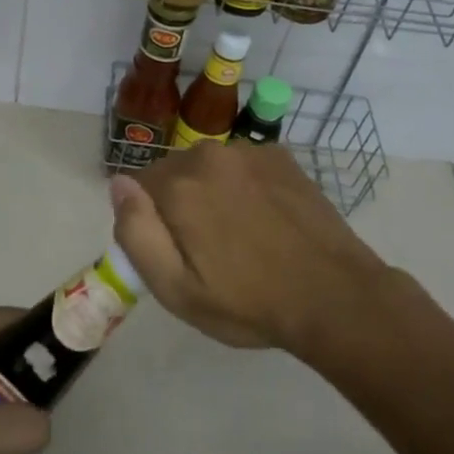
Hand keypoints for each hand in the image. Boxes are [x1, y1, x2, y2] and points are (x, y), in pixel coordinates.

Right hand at [110, 143, 384, 352]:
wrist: (336, 296)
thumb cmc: (250, 303)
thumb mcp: (177, 290)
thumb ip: (136, 233)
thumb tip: (117, 184)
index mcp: (178, 186)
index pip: (137, 187)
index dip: (149, 221)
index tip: (174, 251)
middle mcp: (208, 155)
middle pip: (173, 173)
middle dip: (179, 204)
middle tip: (208, 249)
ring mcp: (248, 151)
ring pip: (208, 167)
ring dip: (212, 191)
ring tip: (240, 234)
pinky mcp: (280, 156)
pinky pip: (242, 164)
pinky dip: (244, 184)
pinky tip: (265, 217)